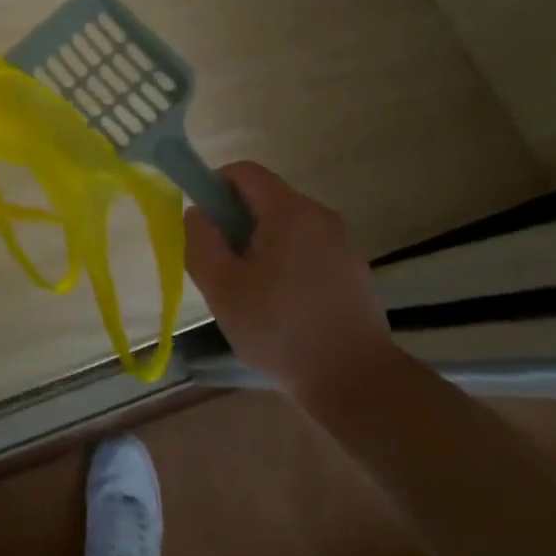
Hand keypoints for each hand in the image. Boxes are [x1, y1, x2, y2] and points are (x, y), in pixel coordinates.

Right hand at [184, 162, 393, 407]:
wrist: (357, 383)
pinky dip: (287, 261)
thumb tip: (198, 213)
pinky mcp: (354, 270)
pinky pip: (308, 248)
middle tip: (222, 266)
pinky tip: (283, 306)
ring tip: (251, 292)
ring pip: (286, 225)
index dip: (215, 186)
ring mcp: (342, 243)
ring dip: (260, 244)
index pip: (244, 172)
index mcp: (289, 211)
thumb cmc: (281, 330)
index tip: (204, 226)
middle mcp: (320, 215)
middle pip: (265, 198)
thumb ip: (200, 240)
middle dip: (236, 222)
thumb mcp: (222, 287)